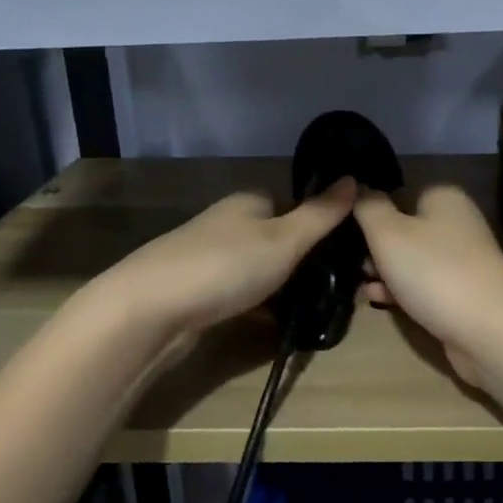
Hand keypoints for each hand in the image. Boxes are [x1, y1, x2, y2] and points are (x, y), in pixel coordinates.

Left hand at [105, 179, 357, 335]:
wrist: (149, 310)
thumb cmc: (225, 266)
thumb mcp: (285, 239)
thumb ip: (321, 213)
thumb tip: (354, 177)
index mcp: (249, 202)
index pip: (293, 206)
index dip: (320, 228)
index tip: (345, 255)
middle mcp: (227, 223)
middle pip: (276, 238)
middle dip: (302, 262)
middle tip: (335, 288)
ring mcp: (208, 257)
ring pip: (258, 268)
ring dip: (281, 287)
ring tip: (313, 310)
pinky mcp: (196, 291)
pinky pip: (240, 293)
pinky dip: (258, 307)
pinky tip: (275, 325)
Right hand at [355, 186, 502, 385]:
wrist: (488, 329)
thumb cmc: (433, 271)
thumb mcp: (388, 232)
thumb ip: (368, 206)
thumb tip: (360, 188)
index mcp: (443, 197)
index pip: (398, 194)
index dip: (370, 213)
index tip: (345, 232)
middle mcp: (457, 223)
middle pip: (404, 229)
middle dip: (374, 248)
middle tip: (351, 264)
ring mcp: (462, 260)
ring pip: (411, 260)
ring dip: (384, 272)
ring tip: (360, 285)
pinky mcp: (462, 292)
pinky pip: (423, 285)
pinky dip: (402, 291)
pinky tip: (379, 301)